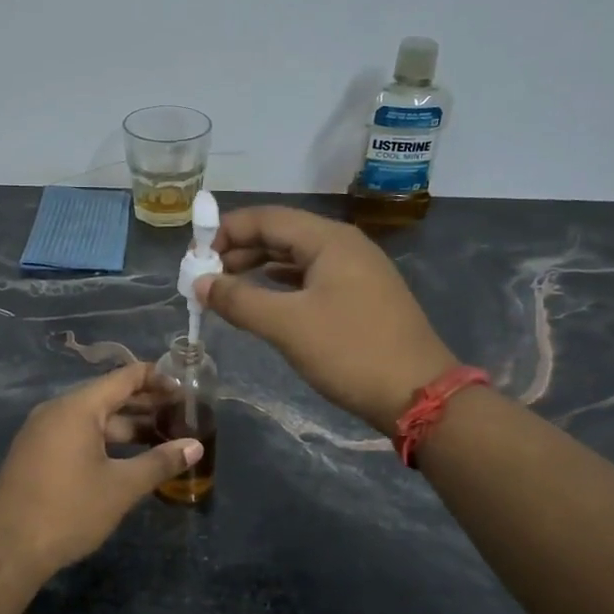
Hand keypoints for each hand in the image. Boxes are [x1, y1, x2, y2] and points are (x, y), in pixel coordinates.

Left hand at [0, 363, 201, 576]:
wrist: (7, 549)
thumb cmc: (69, 511)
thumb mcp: (121, 487)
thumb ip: (160, 462)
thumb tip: (196, 446)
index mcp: (77, 408)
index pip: (123, 377)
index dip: (156, 379)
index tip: (184, 389)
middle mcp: (57, 411)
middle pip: (108, 397)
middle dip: (145, 405)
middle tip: (181, 415)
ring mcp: (42, 432)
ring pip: (93, 420)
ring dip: (127, 426)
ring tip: (161, 437)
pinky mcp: (36, 454)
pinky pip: (77, 435)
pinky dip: (105, 440)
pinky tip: (127, 458)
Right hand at [196, 206, 456, 435]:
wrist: (418, 395)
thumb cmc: (350, 352)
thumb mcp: (287, 325)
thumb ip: (239, 300)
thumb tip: (200, 282)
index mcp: (329, 240)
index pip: (266, 218)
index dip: (226, 231)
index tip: (194, 255)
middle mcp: (344, 245)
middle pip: (282, 234)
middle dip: (240, 249)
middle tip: (205, 275)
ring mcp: (356, 271)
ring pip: (296, 257)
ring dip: (259, 268)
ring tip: (225, 287)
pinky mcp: (361, 297)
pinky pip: (311, 278)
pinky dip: (281, 284)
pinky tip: (263, 299)